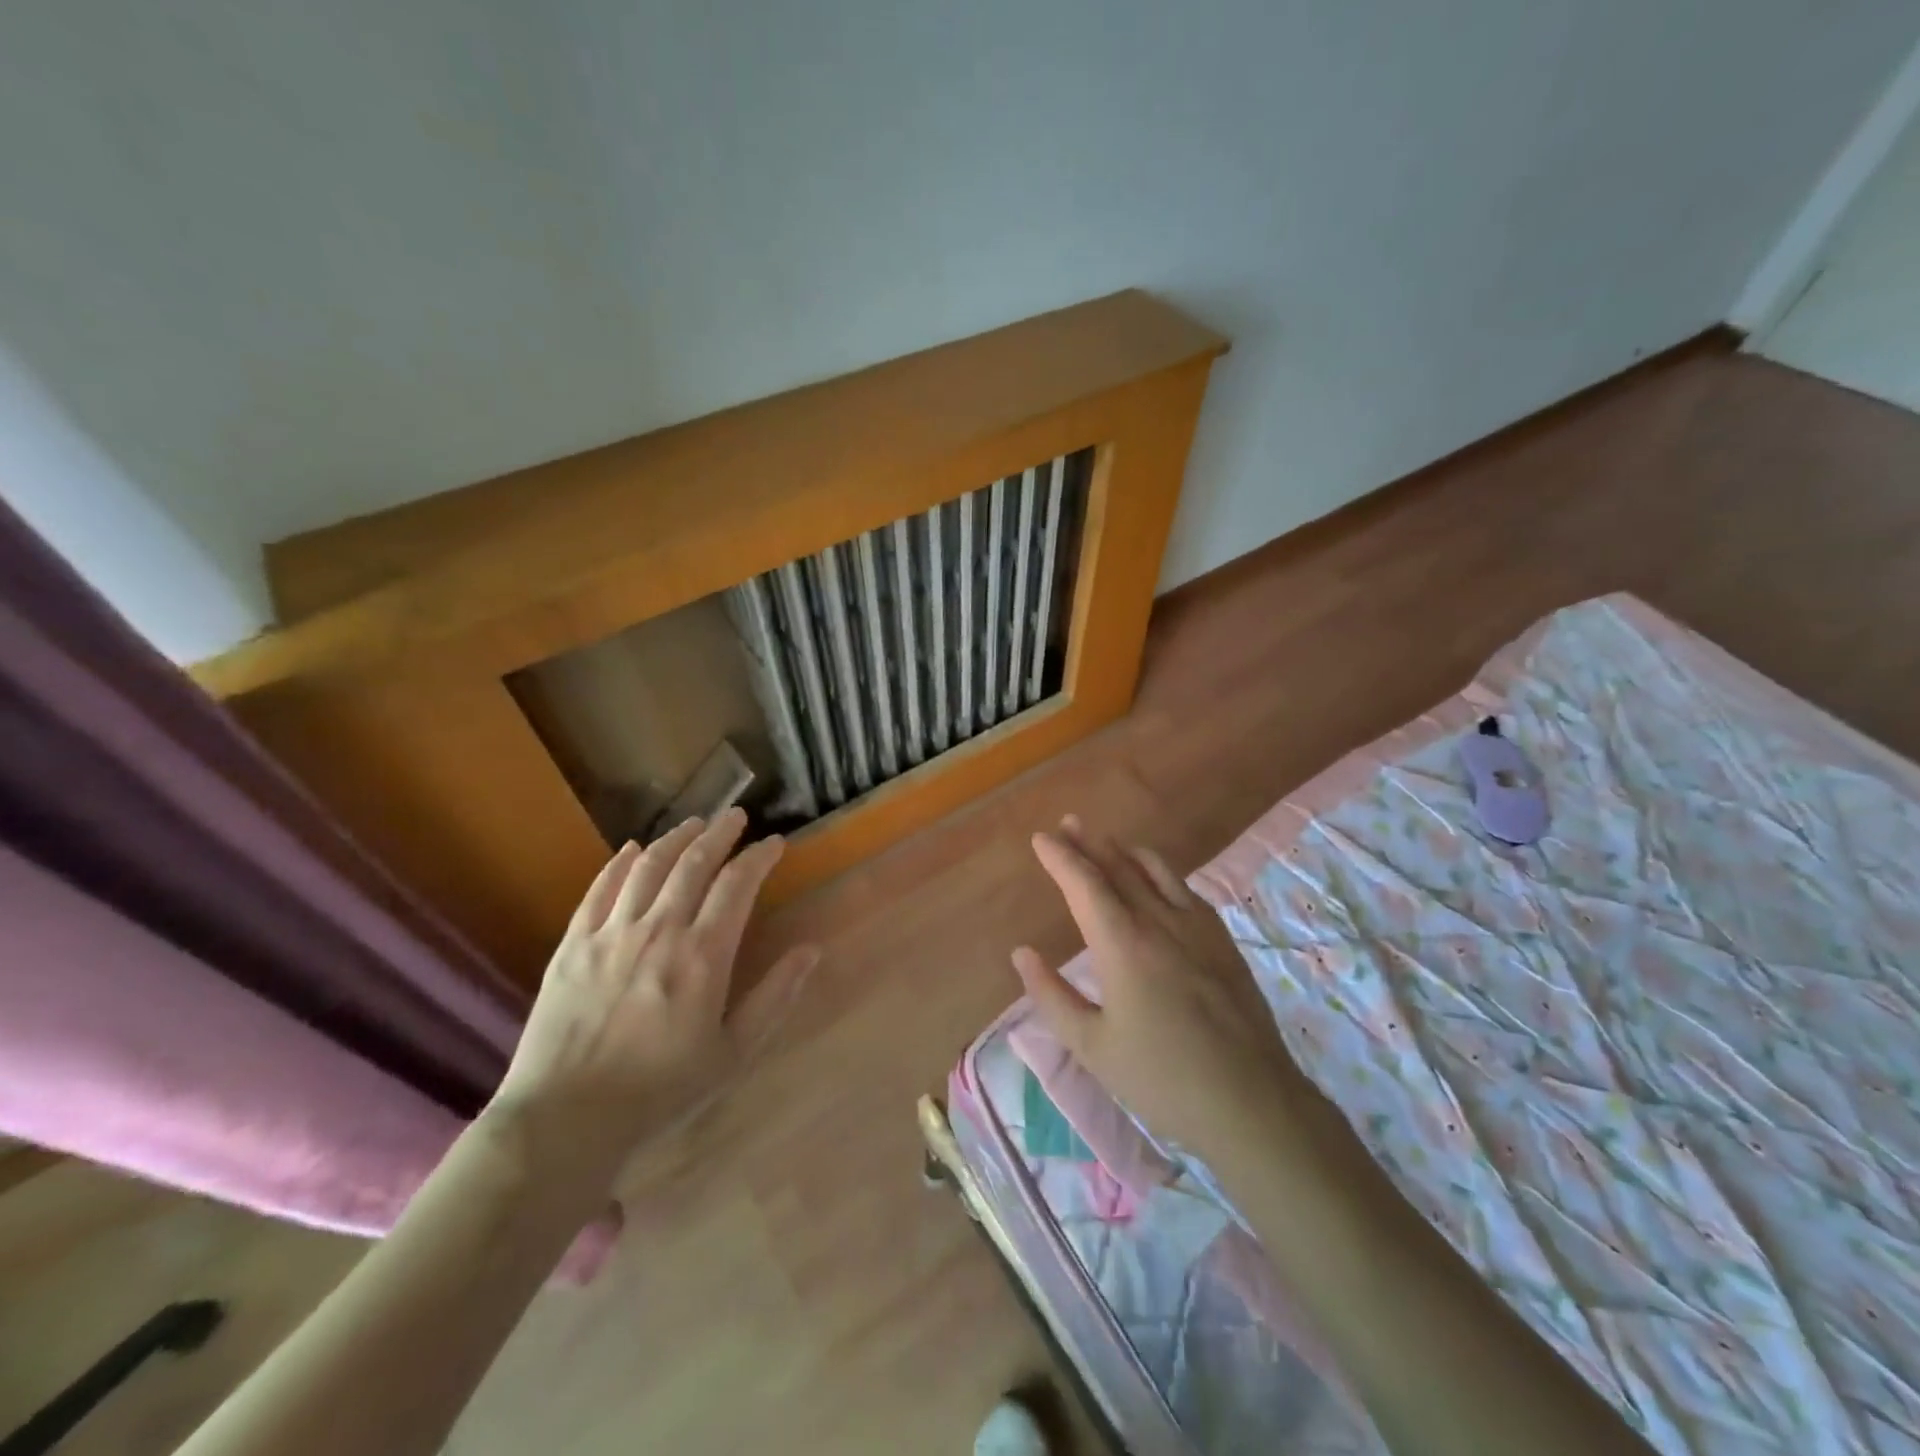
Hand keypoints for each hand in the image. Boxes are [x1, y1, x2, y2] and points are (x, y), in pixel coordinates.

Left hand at [488, 808, 816, 1179]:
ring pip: (648, 866)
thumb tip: (811, 951)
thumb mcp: (733, 1053)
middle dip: (720, 834)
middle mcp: (659, 931)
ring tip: (694, 824)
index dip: (759, 857)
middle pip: (694, 863)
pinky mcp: (572, 945)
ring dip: (675, 839)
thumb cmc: (660, 1091)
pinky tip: (632, 849)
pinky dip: (620, 862)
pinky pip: (599, 889)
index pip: (738, 885)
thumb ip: (774, 997)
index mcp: (703, 956)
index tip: (775, 843)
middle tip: (736, 817)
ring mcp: (610, 934)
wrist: (565, 1120)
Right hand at [1013, 816, 1306, 1154]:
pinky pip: (1186, 890)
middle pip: (1118, 868)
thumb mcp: (1092, 1046)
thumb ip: (1052, 996)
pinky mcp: (1223, 942)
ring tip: (1107, 841)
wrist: (1251, 1102)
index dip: (1060, 858)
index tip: (1041, 838)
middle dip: (1089, 844)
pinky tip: (1157, 878)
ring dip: (1125, 851)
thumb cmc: (1161, 1079)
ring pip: (1156, 872)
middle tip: (1069, 823)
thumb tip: (1022, 953)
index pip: (1084, 884)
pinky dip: (1161, 872)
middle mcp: (1159, 922)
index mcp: (1122, 945)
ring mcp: (1197, 928)